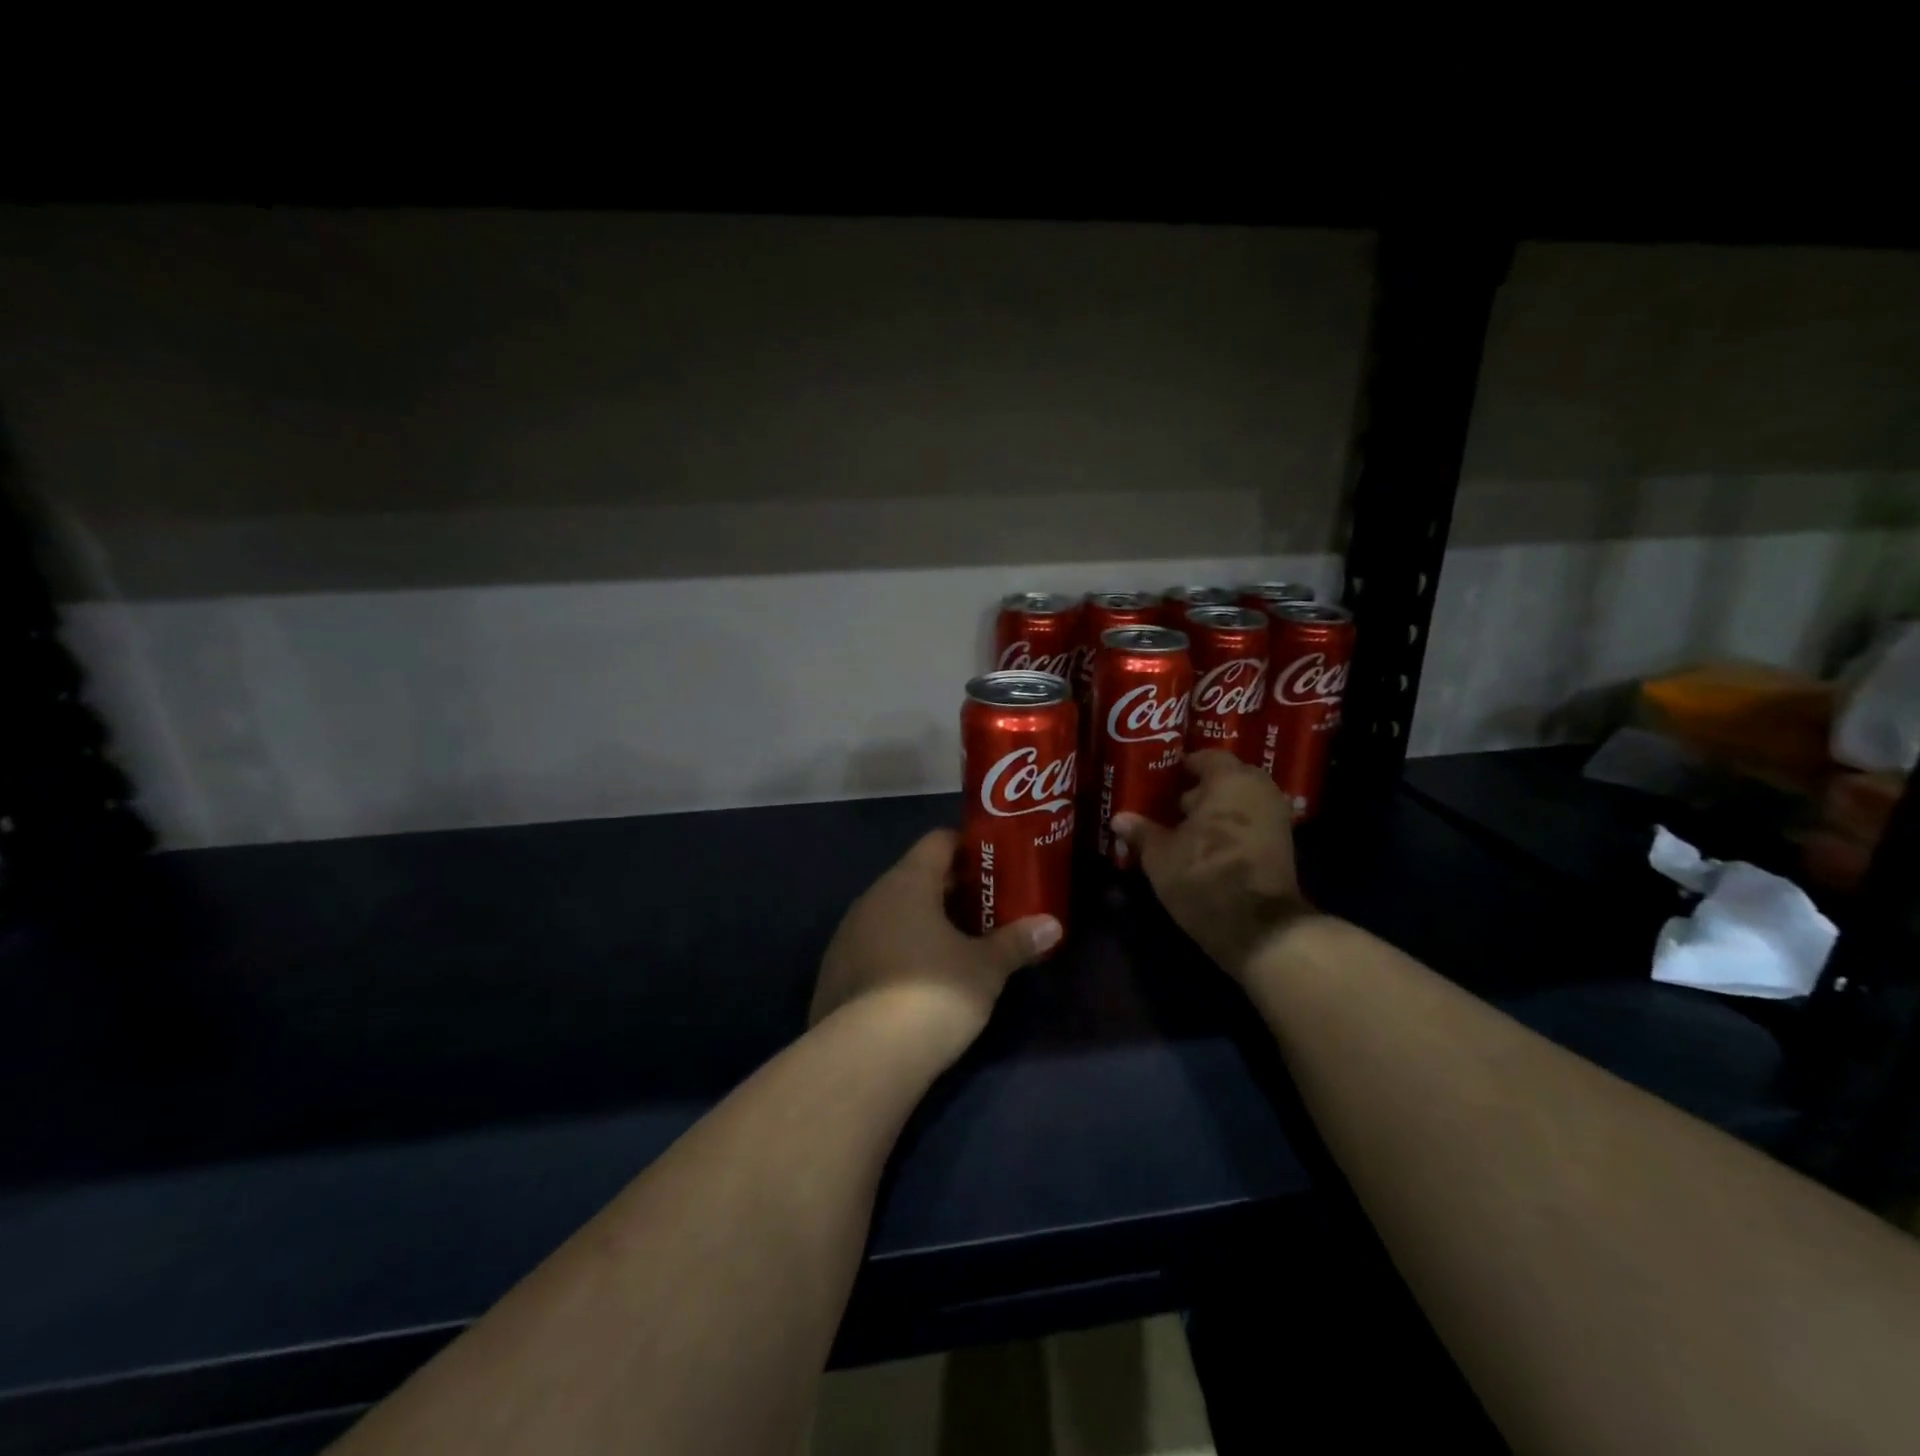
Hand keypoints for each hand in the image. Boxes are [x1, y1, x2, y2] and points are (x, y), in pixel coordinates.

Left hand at [812, 829, 1061, 1053]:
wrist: (866, 1056)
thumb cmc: (934, 992)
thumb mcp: (986, 968)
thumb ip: (1016, 942)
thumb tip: (1052, 926)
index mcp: (907, 882)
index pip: (938, 842)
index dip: (968, 847)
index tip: (995, 864)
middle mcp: (872, 898)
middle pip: (915, 877)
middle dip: (951, 890)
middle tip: (986, 908)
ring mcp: (847, 935)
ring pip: (892, 913)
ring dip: (923, 922)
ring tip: (957, 945)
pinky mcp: (835, 972)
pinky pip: (875, 945)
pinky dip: (899, 950)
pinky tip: (919, 980)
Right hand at [1111, 750, 1311, 980]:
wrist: (1260, 928)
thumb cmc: (1204, 876)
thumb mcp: (1161, 855)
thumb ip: (1142, 831)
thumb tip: (1120, 818)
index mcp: (1230, 779)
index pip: (1206, 756)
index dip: (1181, 766)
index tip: (1160, 778)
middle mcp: (1259, 789)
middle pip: (1226, 778)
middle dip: (1200, 789)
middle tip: (1169, 802)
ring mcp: (1275, 818)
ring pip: (1239, 802)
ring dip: (1216, 810)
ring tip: (1184, 826)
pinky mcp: (1282, 846)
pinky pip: (1250, 822)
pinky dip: (1231, 828)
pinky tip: (1205, 845)